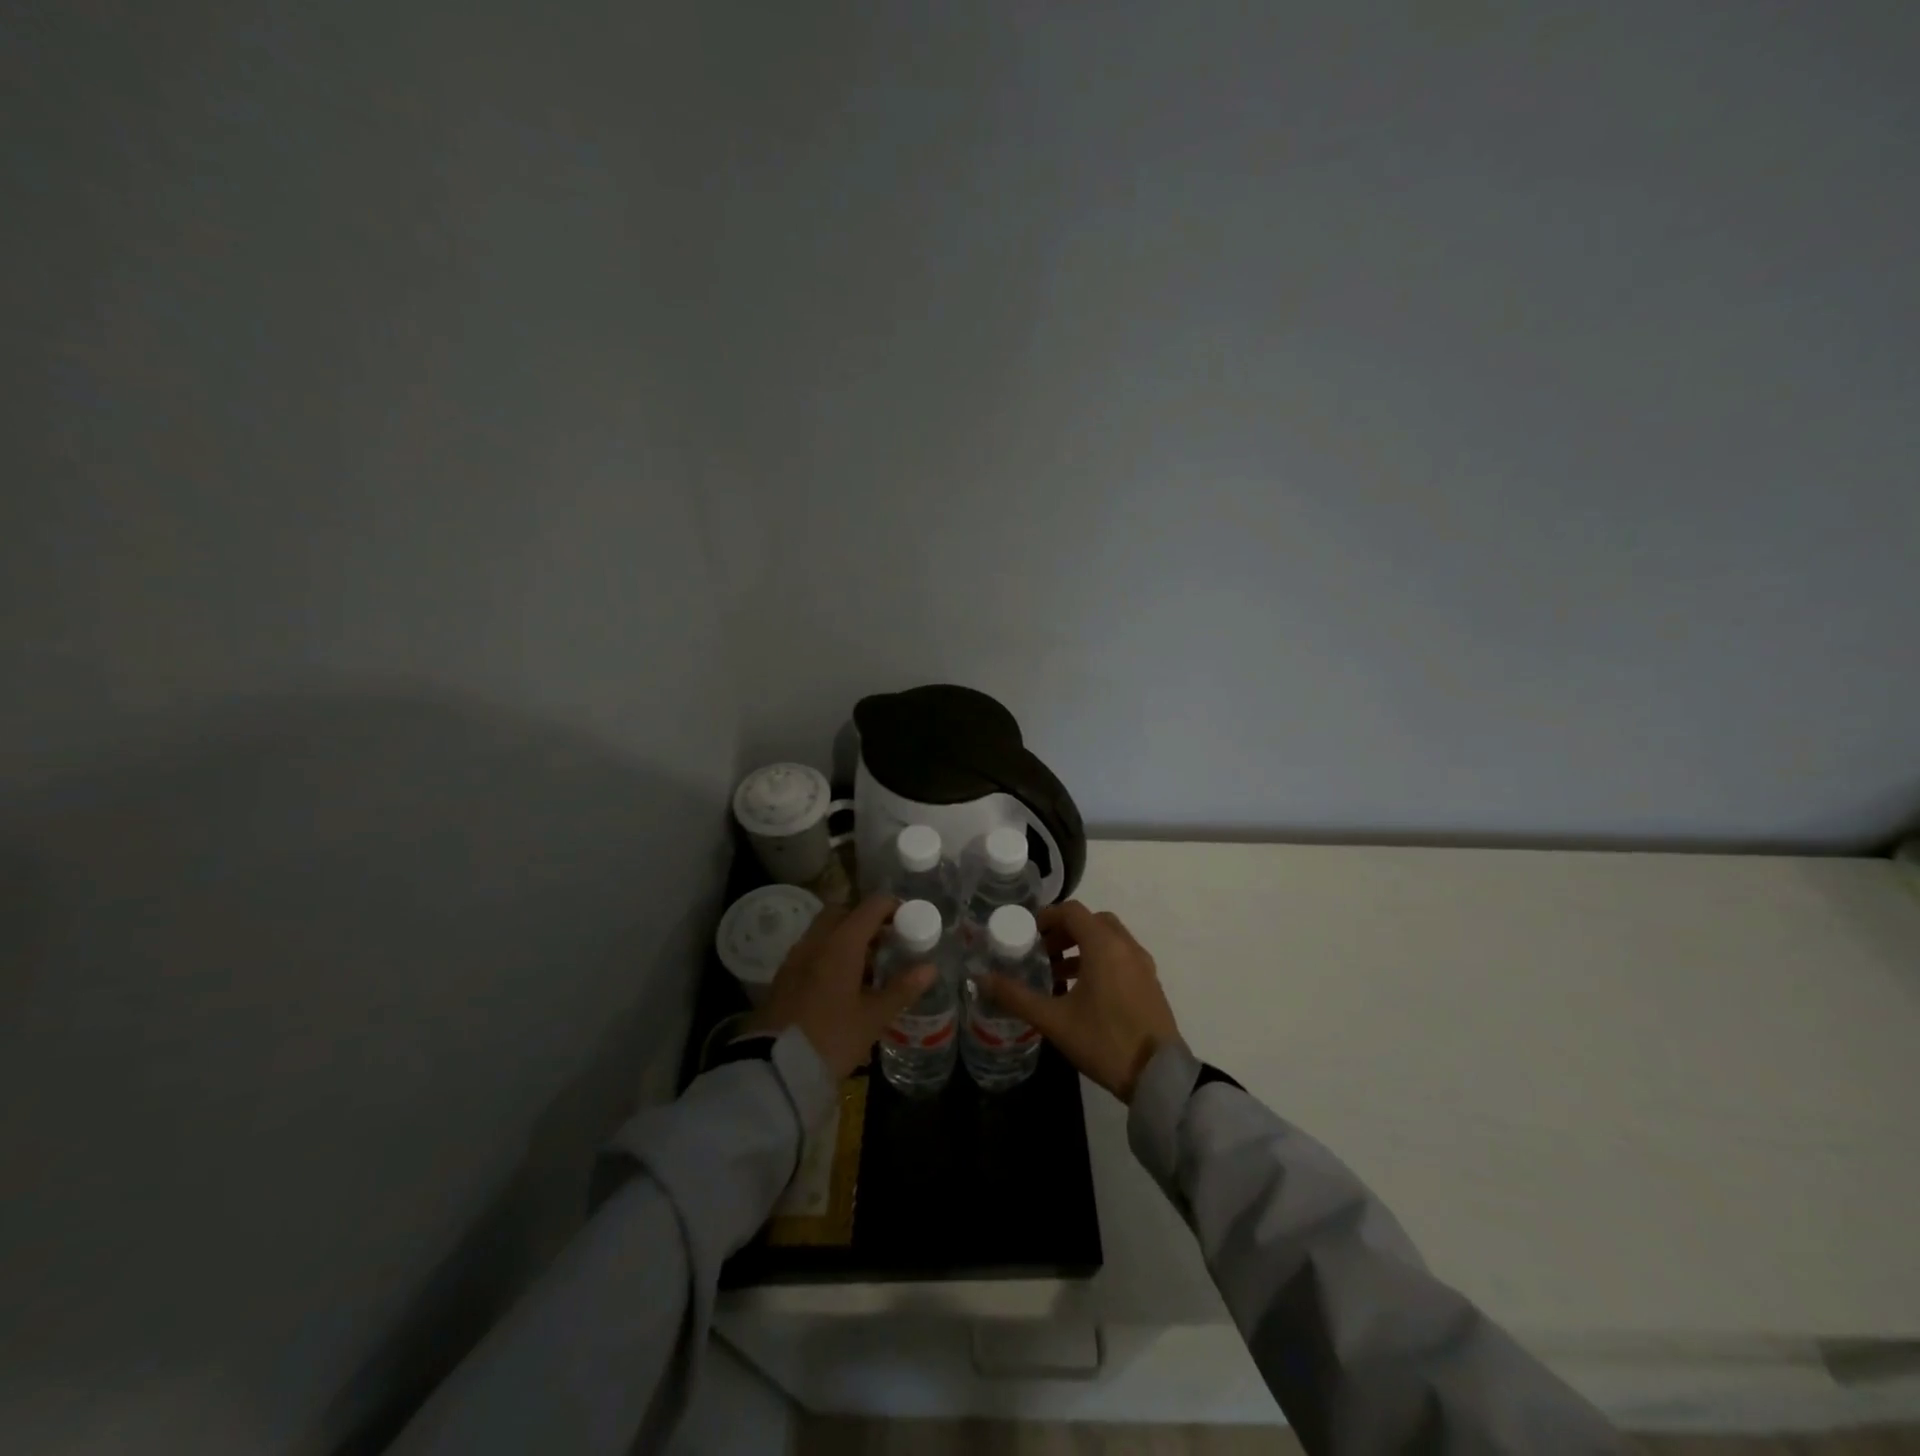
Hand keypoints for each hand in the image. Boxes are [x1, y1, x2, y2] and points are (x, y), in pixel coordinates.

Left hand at [740, 894, 936, 1080]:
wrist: (775, 1067)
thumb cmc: (832, 1037)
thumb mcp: (873, 1017)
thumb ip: (902, 989)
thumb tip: (930, 968)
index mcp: (841, 943)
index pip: (872, 906)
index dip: (893, 908)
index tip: (909, 922)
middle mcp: (816, 940)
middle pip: (843, 912)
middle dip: (866, 920)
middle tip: (887, 942)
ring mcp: (796, 957)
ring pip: (824, 931)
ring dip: (846, 937)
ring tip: (869, 967)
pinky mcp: (783, 977)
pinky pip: (811, 950)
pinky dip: (829, 954)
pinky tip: (842, 984)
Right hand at [981, 900, 1180, 1103]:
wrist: (1158, 1076)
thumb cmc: (1104, 1040)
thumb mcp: (1054, 1020)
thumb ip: (1016, 997)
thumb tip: (980, 979)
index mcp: (1104, 945)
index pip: (1072, 911)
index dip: (1047, 916)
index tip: (1027, 934)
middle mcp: (1126, 946)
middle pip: (1092, 921)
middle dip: (1064, 931)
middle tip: (1041, 952)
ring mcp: (1142, 965)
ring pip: (1109, 939)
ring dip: (1082, 946)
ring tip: (1057, 974)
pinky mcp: (1151, 983)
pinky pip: (1121, 957)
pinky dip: (1100, 960)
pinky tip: (1084, 992)